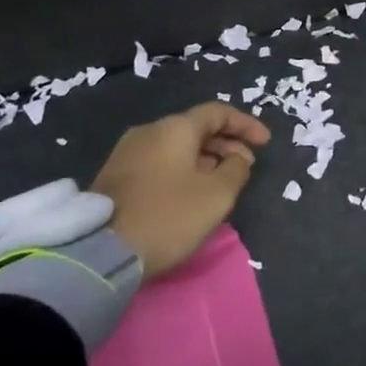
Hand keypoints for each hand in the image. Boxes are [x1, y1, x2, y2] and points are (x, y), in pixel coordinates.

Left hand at [95, 103, 271, 278]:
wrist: (100, 252)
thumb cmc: (168, 216)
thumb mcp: (216, 195)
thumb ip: (236, 170)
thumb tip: (236, 159)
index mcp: (175, 128)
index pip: (218, 112)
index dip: (246, 125)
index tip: (265, 143)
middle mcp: (149, 131)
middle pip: (196, 128)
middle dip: (226, 144)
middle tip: (246, 166)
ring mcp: (127, 153)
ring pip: (177, 147)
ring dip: (205, 159)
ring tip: (222, 182)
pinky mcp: (114, 177)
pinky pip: (160, 162)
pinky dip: (183, 169)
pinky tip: (191, 192)